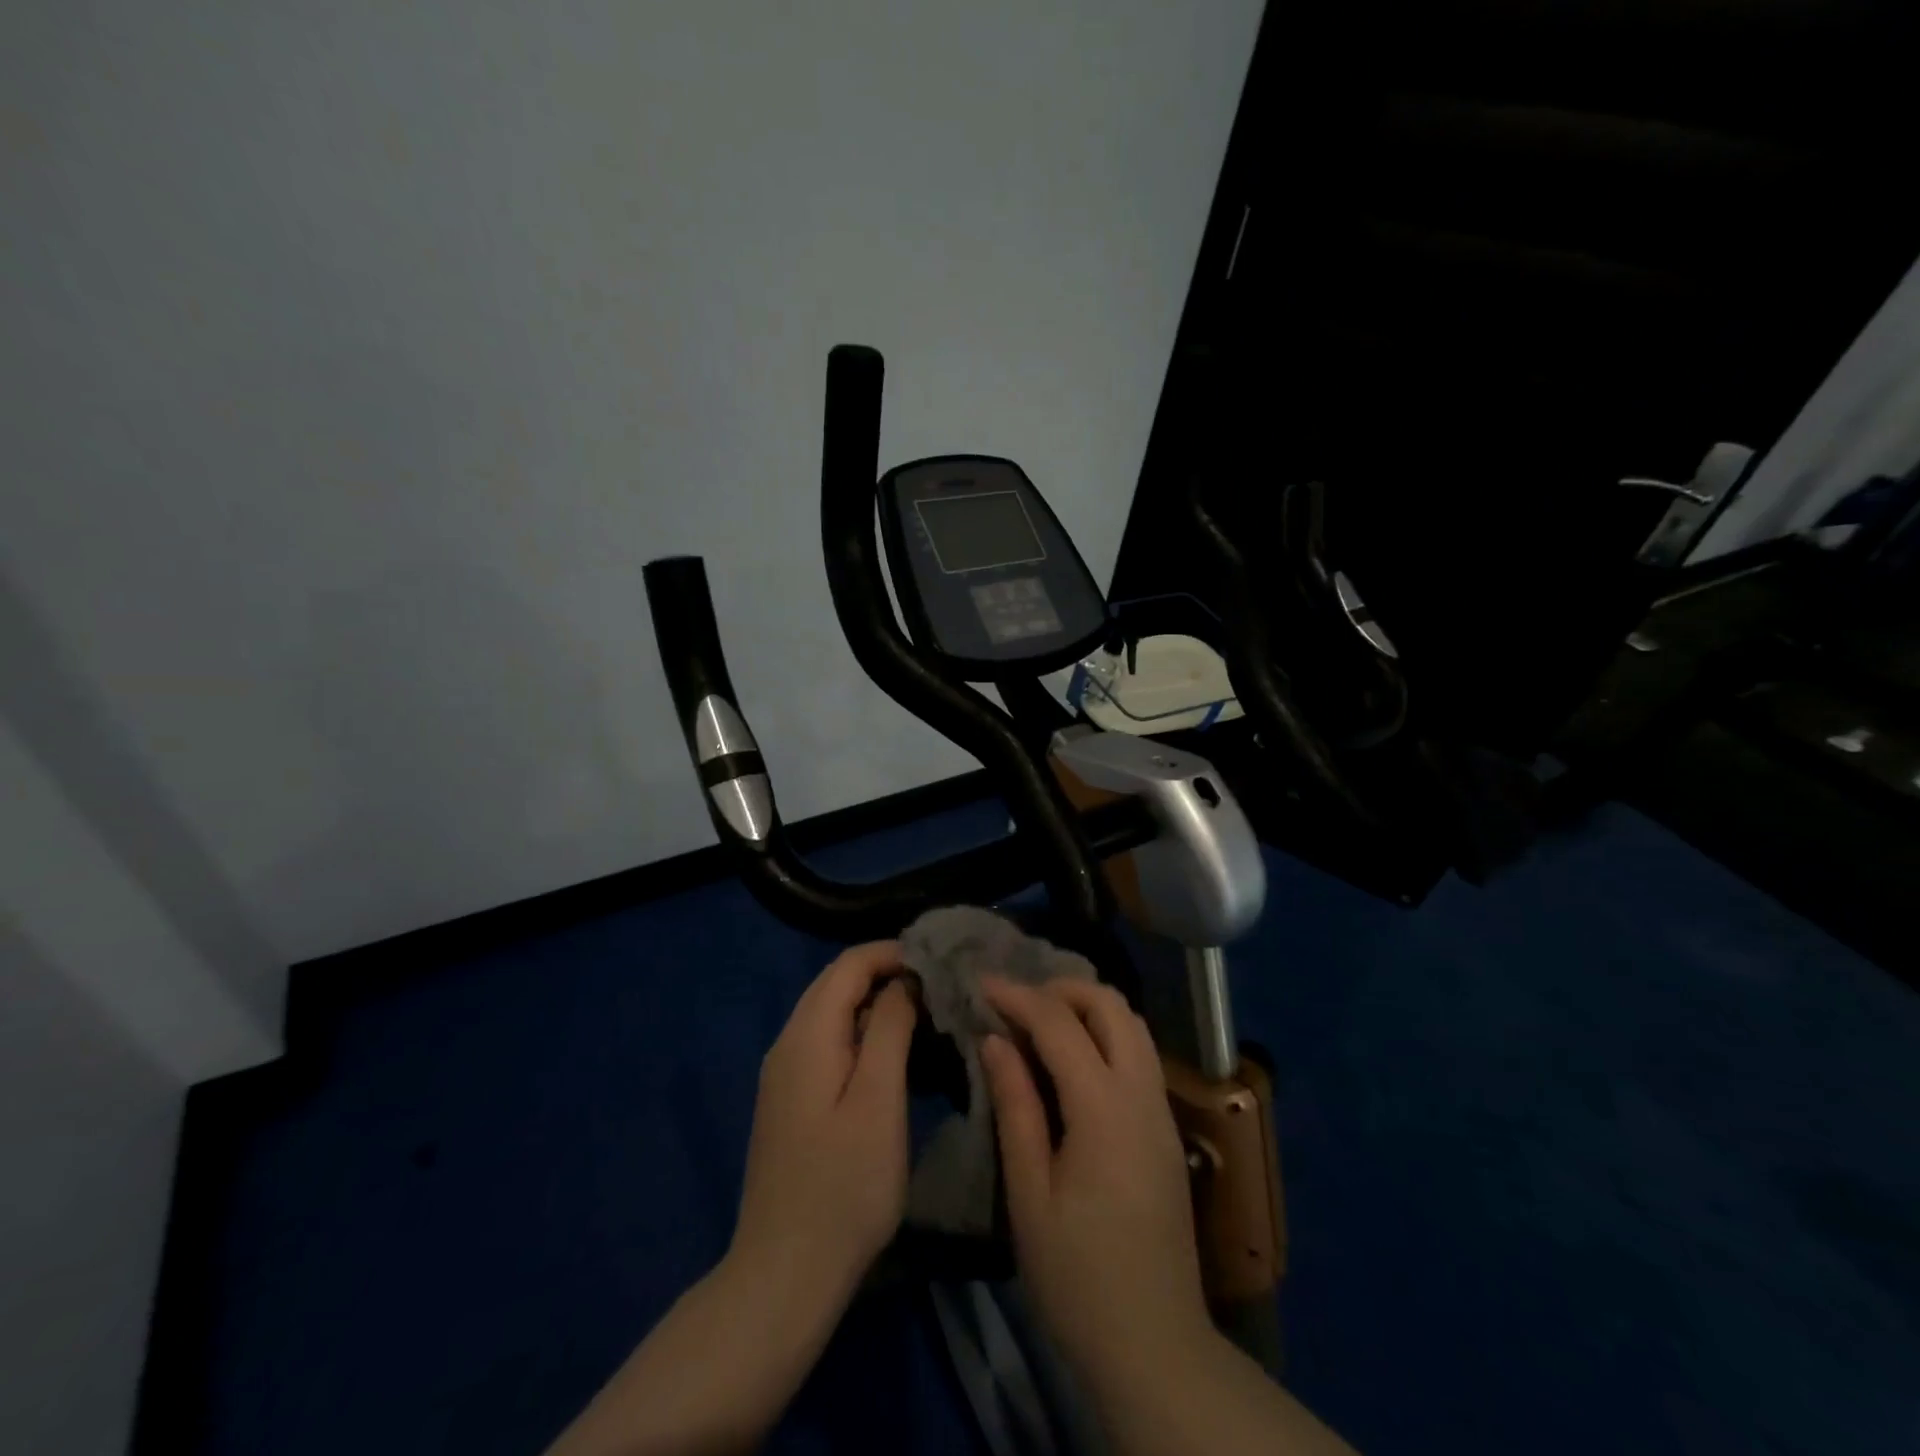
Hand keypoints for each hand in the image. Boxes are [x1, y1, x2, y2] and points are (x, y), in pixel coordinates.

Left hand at [730, 941, 916, 1306]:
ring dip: (875, 1003)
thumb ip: (889, 1029)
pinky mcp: (790, 1100)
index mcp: (806, 1035)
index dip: (893, 953)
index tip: (938, 964)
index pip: (848, 964)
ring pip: (831, 1013)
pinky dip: (861, 1032)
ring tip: (925, 1015)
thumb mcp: (878, 1100)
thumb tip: (903, 981)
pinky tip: (892, 1055)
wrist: (784, 1274)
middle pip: (836, 983)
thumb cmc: (843, 1186)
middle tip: (938, 987)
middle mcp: (787, 1043)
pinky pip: (826, 1043)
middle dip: (886, 973)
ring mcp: (784, 1074)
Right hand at [980, 977, 1212, 1389]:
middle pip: (1110, 1005)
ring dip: (1087, 1007)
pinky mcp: (1166, 1129)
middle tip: (1015, 1001)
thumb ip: (1015, 1107)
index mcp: (1104, 1109)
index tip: (981, 983)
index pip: (1060, 1024)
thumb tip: (995, 1040)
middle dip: (1061, 988)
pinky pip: (1139, 1053)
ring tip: (1039, 1021)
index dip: (1018, 996)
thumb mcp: (1029, 1195)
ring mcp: (1161, 1111)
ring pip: (1132, 1024)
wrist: (1155, 1344)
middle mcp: (1142, 1095)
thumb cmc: (1077, 1277)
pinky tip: (1071, 1058)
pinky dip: (1105, 1033)